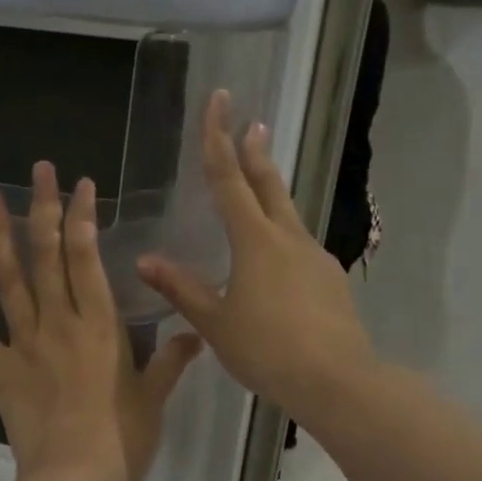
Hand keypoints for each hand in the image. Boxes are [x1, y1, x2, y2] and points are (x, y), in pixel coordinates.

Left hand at [0, 162, 200, 480]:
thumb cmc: (123, 440)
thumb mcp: (154, 398)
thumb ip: (171, 361)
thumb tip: (196, 334)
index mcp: (99, 324)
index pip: (88, 257)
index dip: (83, 217)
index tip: (81, 185)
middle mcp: (59, 322)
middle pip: (47, 255)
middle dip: (44, 208)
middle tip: (38, 170)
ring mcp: (24, 344)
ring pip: (9, 281)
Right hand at [136, 90, 374, 422]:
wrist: (337, 380)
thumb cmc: (267, 348)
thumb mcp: (215, 322)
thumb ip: (181, 288)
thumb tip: (145, 260)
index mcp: (254, 241)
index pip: (229, 178)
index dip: (217, 138)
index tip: (219, 100)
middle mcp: (288, 238)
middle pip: (268, 185)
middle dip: (255, 151)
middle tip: (252, 122)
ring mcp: (315, 257)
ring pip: (287, 216)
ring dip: (271, 195)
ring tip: (258, 193)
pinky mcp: (331, 279)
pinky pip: (300, 249)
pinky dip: (282, 241)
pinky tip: (277, 265)